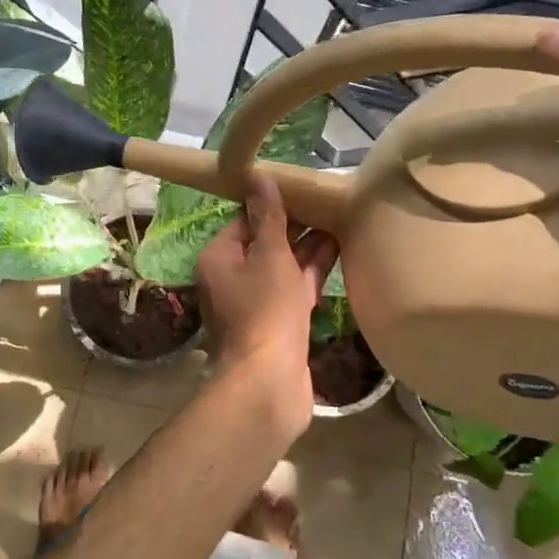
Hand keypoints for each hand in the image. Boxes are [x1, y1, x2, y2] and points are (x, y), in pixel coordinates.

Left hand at [195, 173, 337, 434]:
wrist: (269, 382)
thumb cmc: (265, 311)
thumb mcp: (269, 255)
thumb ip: (268, 217)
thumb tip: (257, 176)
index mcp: (219, 258)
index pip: (243, 220)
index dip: (271, 204)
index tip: (300, 187)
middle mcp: (231, 278)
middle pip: (264, 242)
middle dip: (294, 224)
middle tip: (326, 199)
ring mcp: (255, 302)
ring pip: (282, 266)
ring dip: (307, 246)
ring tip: (340, 217)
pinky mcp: (277, 322)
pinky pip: (293, 288)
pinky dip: (312, 272)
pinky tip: (339, 251)